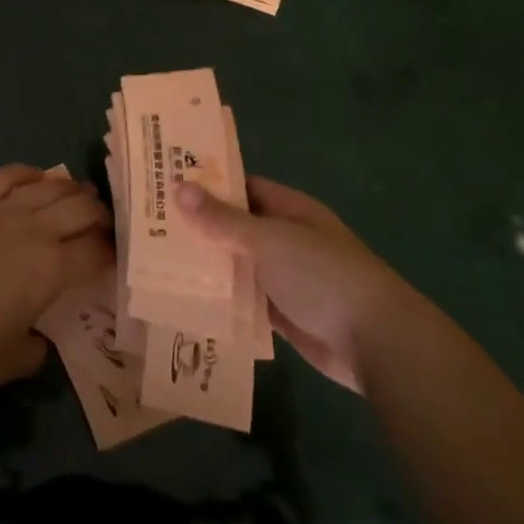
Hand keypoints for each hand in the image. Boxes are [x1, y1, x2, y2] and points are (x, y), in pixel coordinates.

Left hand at [0, 165, 111, 387]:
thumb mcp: (7, 363)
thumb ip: (34, 352)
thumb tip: (40, 343)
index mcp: (51, 270)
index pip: (96, 251)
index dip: (111, 252)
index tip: (114, 257)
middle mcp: (34, 231)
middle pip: (81, 208)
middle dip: (100, 213)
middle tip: (103, 224)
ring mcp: (0, 210)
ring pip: (49, 187)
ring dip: (71, 189)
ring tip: (79, 195)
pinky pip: (7, 175)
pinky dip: (29, 173)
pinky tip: (37, 177)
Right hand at [176, 176, 412, 392]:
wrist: (373, 339)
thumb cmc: (321, 275)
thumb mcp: (268, 239)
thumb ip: (223, 219)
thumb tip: (180, 187)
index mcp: (290, 210)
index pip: (243, 188)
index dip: (209, 184)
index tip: (167, 184)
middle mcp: (287, 239)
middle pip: (237, 228)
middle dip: (200, 228)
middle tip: (150, 226)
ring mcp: (285, 278)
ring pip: (238, 266)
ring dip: (207, 266)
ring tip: (156, 262)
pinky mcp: (282, 314)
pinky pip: (244, 301)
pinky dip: (221, 301)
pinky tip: (185, 301)